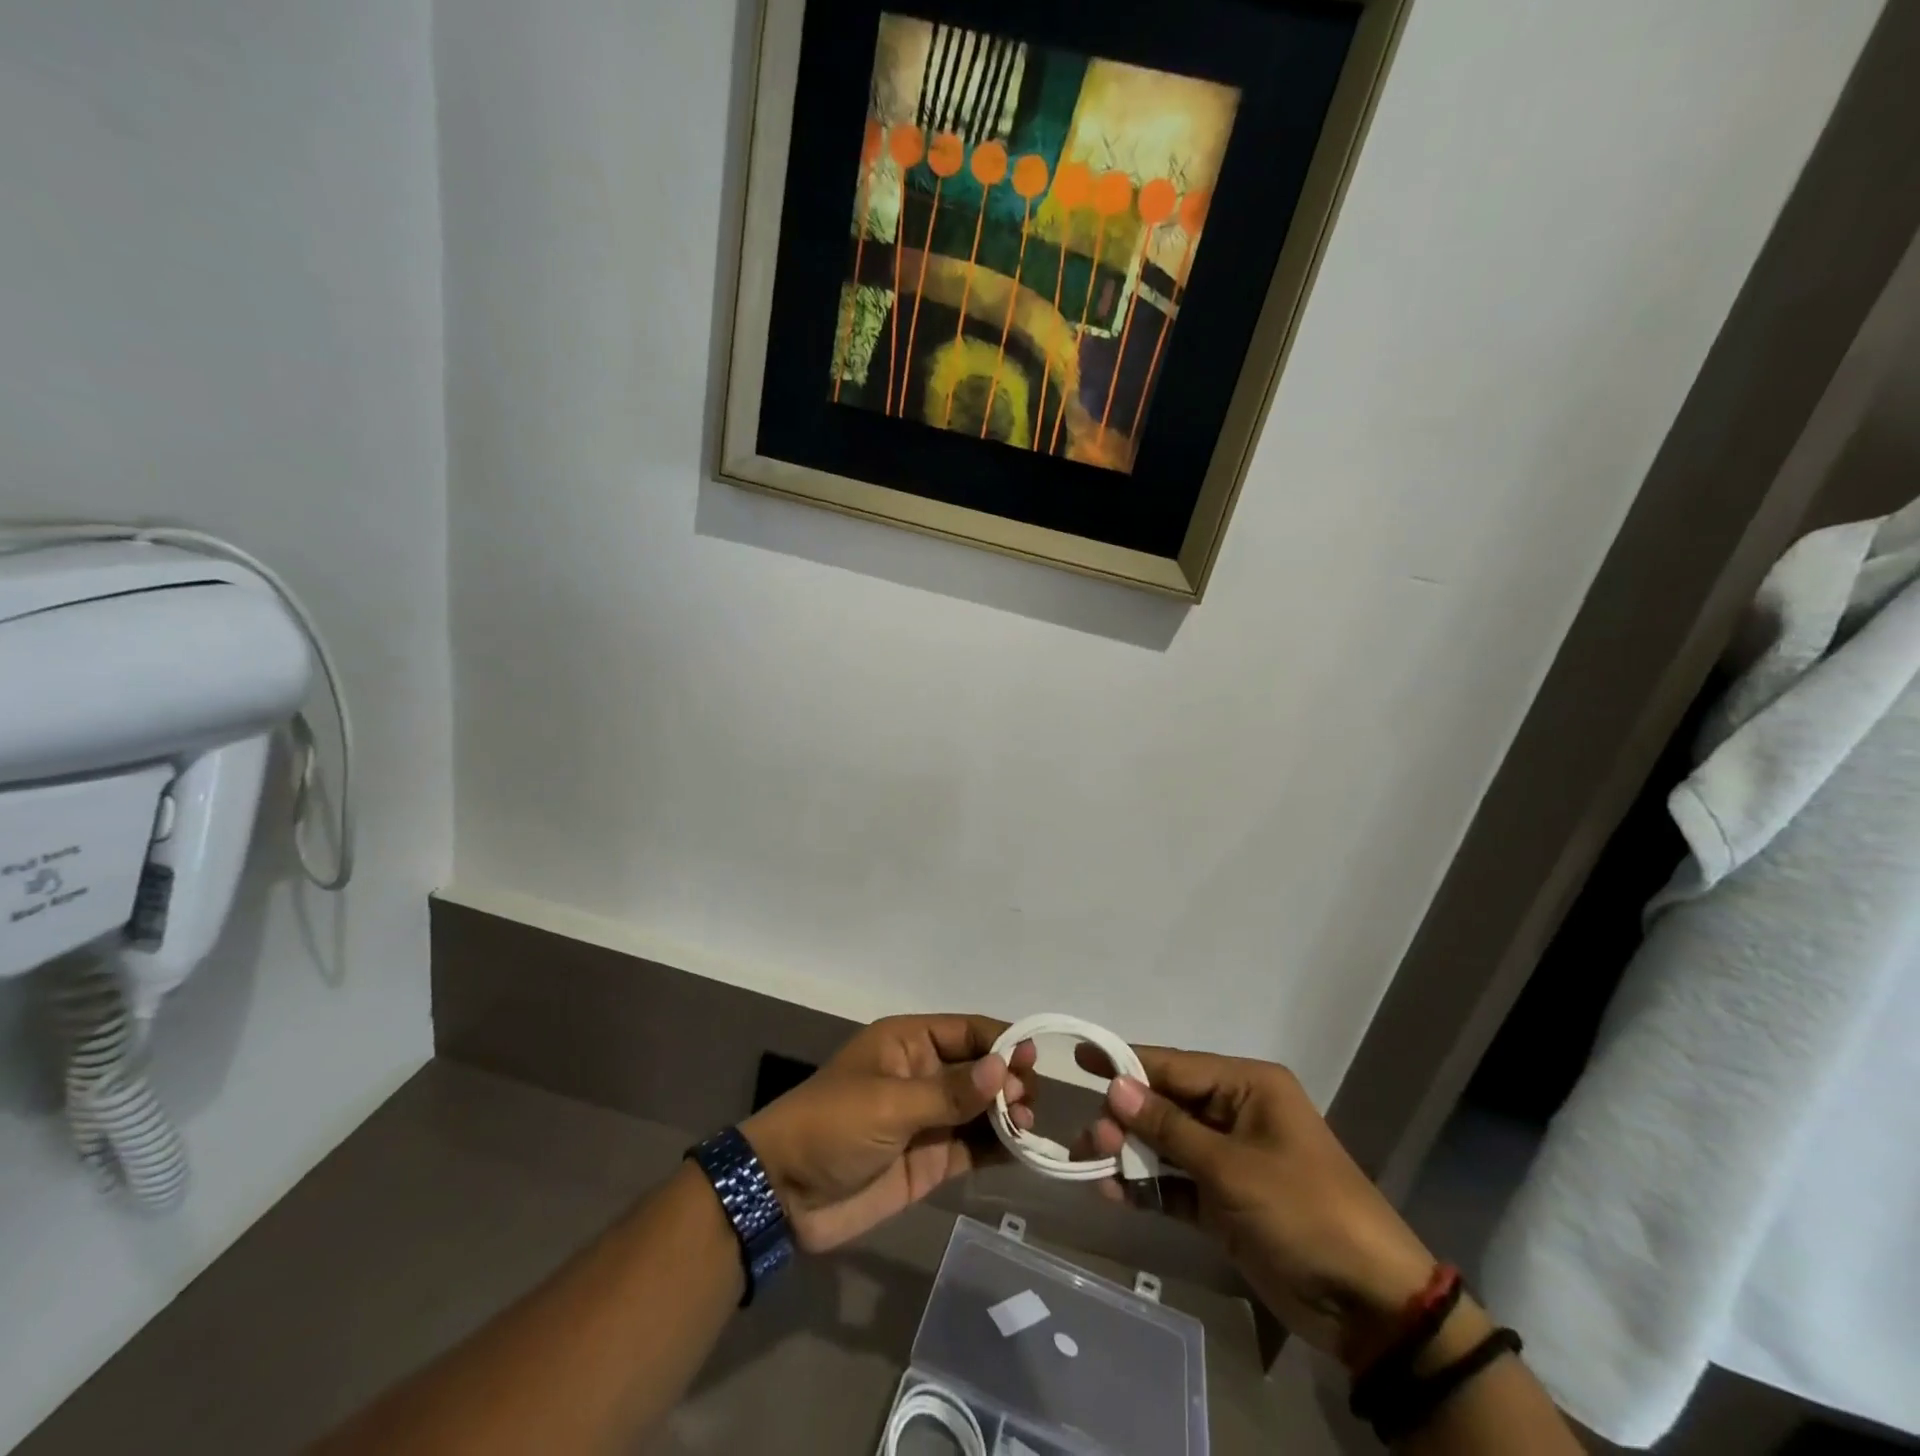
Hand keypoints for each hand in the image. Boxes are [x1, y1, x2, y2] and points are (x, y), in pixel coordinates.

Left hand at [740, 1015, 1036, 1253]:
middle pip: (980, 1068)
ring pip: (982, 1108)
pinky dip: (999, 1147)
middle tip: (1025, 1102)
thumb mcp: (889, 1103)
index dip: (1002, 1040)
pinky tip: (1024, 1151)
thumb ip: (949, 1091)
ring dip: (1008, 1113)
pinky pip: (974, 1146)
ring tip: (1027, 1126)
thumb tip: (1004, 1067)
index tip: (1033, 1059)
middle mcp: (924, 1074)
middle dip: (1008, 1079)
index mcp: (909, 1042)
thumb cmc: (832, 1127)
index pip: (967, 1031)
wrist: (785, 1195)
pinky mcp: (932, 1159)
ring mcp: (930, 1118)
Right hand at [1077, 1044, 1435, 1360]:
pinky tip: (1114, 1194)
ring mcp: (1230, 1159)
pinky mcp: (1225, 1201)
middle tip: (1089, 1136)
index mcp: (1247, 1087)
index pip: (1174, 1066)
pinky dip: (1148, 1187)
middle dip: (1125, 1118)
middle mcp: (1236, 1113)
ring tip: (1092, 1164)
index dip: (1126, 1061)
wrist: (1370, 1306)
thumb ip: (1169, 1127)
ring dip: (1130, 1153)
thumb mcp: (1232, 1167)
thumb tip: (1116, 1086)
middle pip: (1166, 1104)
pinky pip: (1176, 1183)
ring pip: (1166, 1144)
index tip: (1080, 1056)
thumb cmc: (1304, 1211)